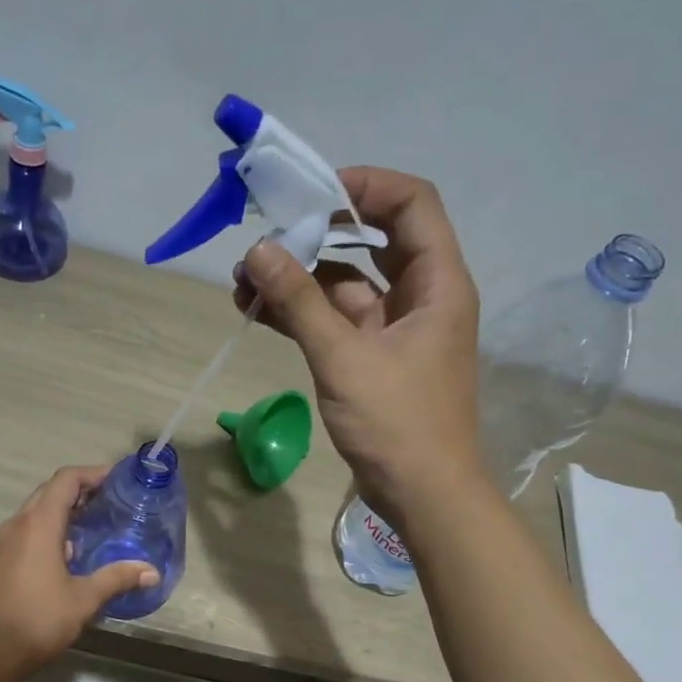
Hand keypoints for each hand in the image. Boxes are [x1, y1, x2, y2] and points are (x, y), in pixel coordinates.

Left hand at [0, 466, 158, 681]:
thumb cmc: (38, 619)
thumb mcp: (84, 599)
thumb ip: (117, 579)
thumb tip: (151, 572)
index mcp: (38, 524)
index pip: (65, 480)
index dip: (91, 473)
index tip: (115, 478)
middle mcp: (16, 524)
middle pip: (48, 492)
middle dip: (78, 491)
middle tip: (107, 501)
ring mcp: (1, 543)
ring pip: (33, 512)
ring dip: (60, 512)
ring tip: (89, 527)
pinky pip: (23, 533)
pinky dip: (45, 531)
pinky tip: (63, 556)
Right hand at [235, 168, 482, 522]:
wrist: (424, 495)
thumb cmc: (397, 424)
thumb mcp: (344, 358)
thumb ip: (300, 301)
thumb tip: (259, 249)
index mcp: (437, 283)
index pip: (410, 203)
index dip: (364, 185)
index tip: (310, 193)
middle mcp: (420, 296)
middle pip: (372, 239)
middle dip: (316, 233)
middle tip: (266, 236)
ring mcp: (395, 328)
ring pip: (346, 283)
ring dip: (299, 278)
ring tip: (244, 280)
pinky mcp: (373, 357)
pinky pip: (336, 320)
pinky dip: (302, 313)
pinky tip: (259, 310)